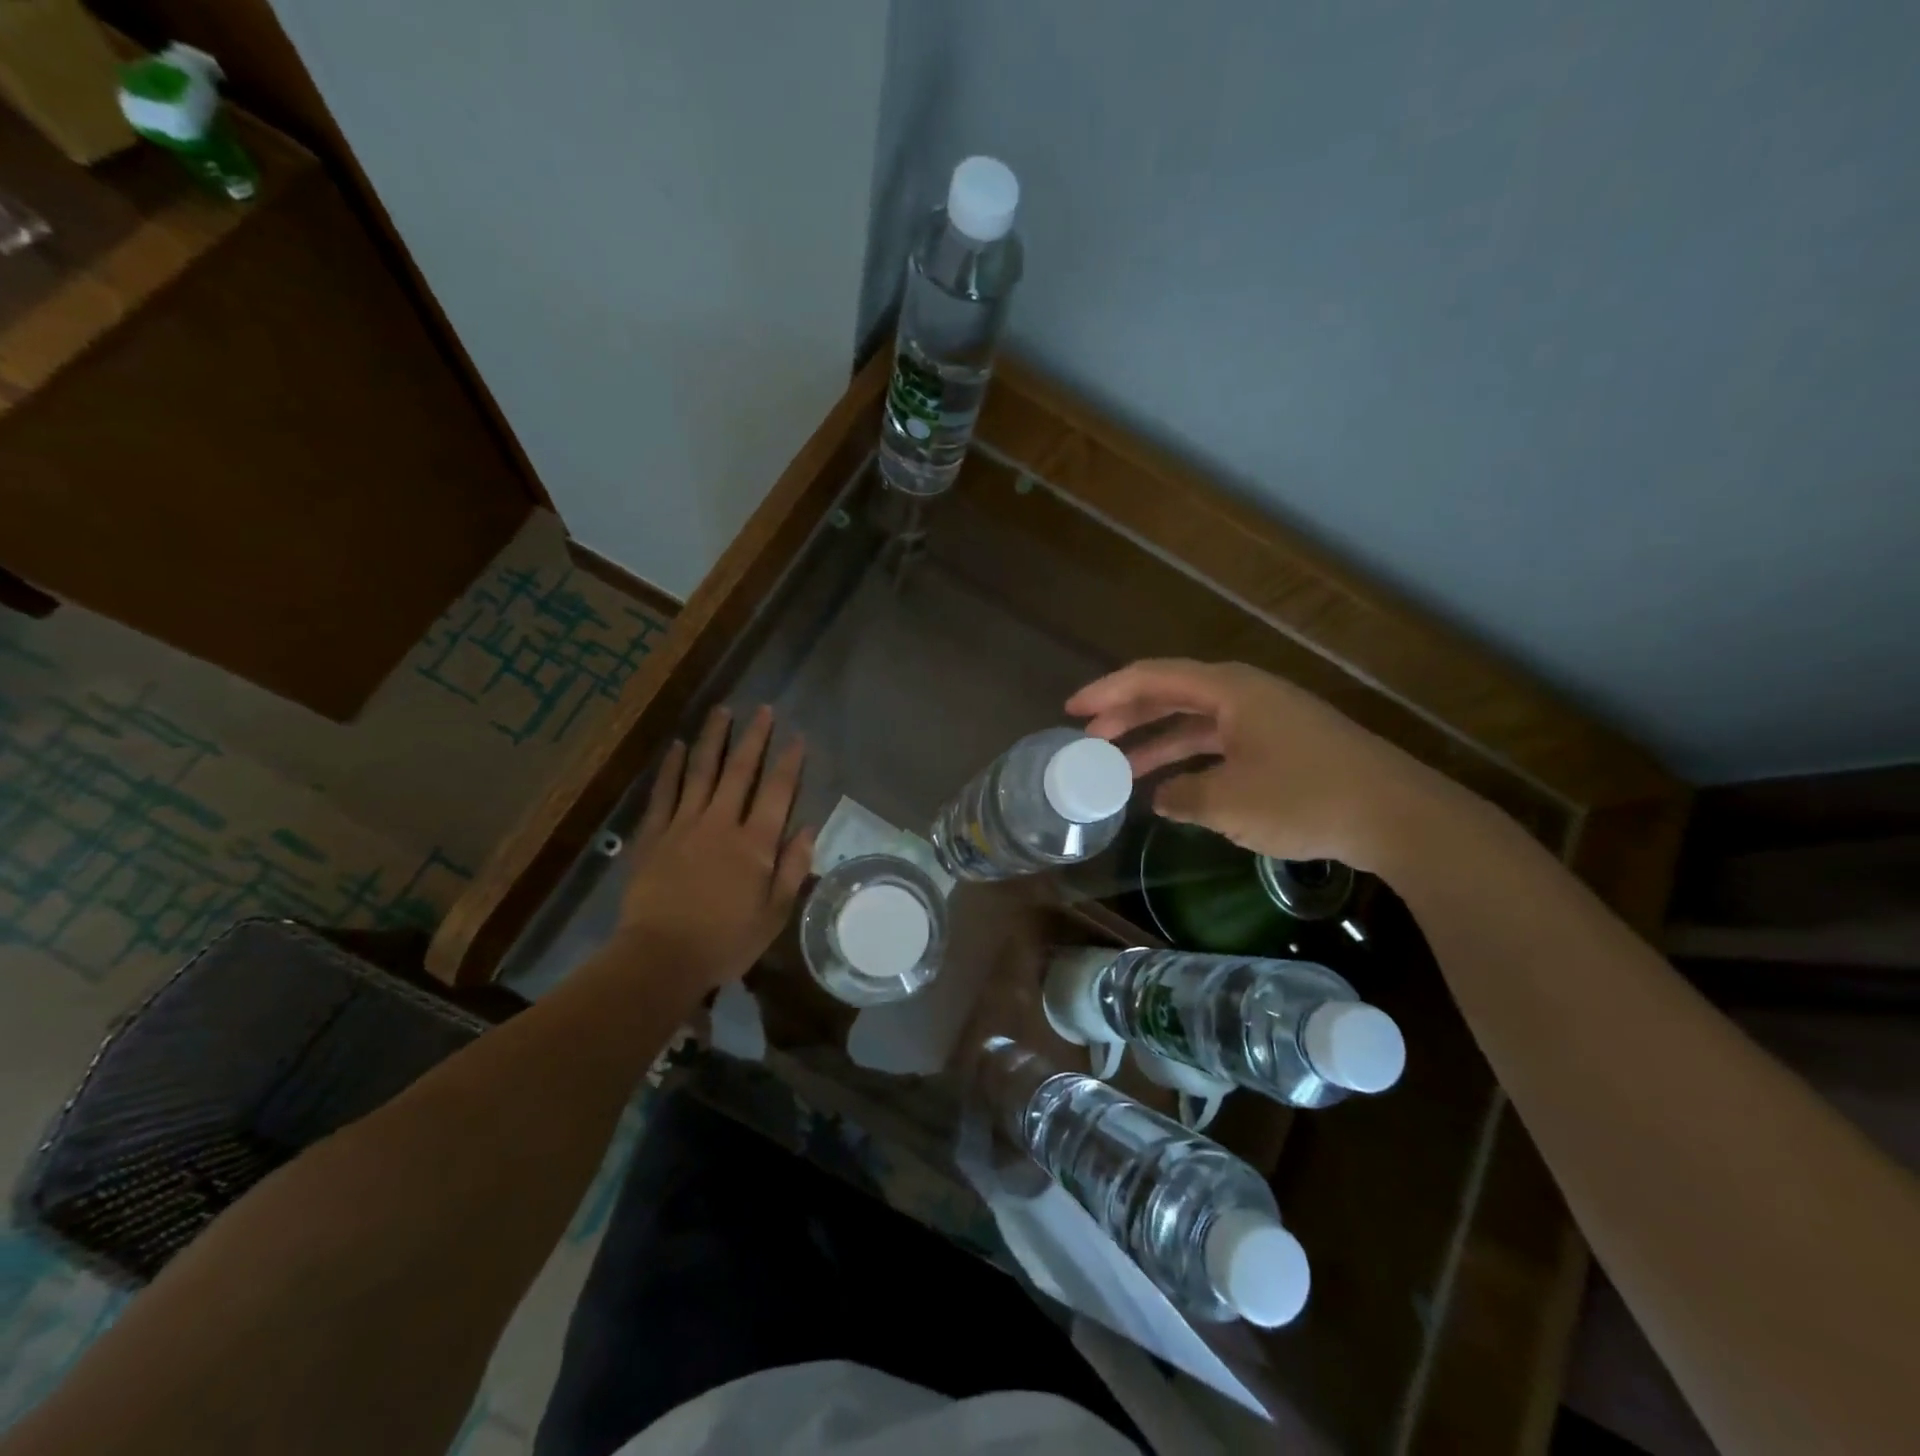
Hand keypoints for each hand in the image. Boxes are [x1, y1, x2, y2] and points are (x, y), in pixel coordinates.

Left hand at [613, 704, 815, 994]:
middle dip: (753, 738)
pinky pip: (664, 793)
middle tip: (762, 709)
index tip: (797, 737)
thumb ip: (792, 868)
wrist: (660, 958)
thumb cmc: (725, 941)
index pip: (777, 792)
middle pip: (739, 771)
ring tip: (722, 711)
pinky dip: (671, 768)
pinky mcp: (653, 836)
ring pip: (700, 772)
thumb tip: (808, 829)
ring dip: (713, 739)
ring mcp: (683, 825)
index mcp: (755, 844)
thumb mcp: (773, 914)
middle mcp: (721, 824)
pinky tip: (676, 746)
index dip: (789, 762)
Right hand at [1066, 659, 1465, 873]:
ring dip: (1158, 744)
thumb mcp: (1228, 803)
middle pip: (1172, 696)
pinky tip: (1173, 788)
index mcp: (1230, 691)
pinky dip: (1191, 761)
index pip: (1154, 678)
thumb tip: (1161, 796)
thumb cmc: (1306, 798)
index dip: (1108, 692)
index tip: (1072, 710)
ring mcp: (1267, 720)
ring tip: (1120, 771)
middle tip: (1089, 740)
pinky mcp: (1283, 746)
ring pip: (1196, 724)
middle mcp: (1246, 695)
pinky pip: (1220, 744)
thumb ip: (1182, 796)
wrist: (1398, 816)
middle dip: (1128, 717)